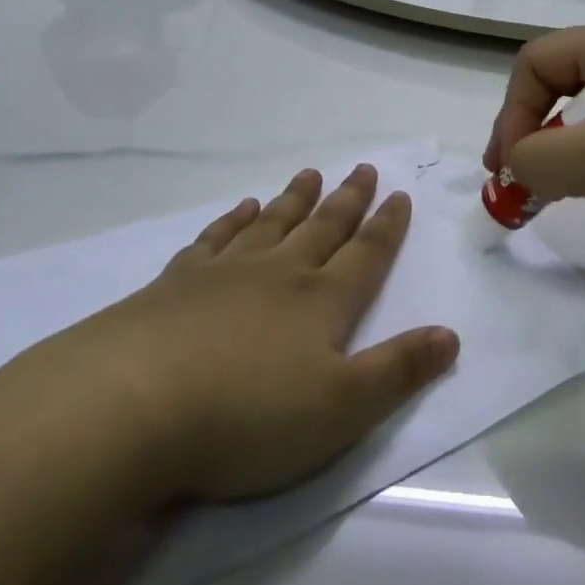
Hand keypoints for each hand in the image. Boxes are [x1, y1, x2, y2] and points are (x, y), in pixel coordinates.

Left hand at [16, 164, 459, 502]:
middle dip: (348, 200)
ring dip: (295, 199)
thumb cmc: (248, 416)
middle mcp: (279, 274)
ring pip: (272, 224)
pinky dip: (232, 220)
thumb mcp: (341, 409)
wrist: (133, 404)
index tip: (399, 194)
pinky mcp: (176, 283)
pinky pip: (215, 239)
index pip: (366, 255)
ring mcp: (225, 272)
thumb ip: (399, 370)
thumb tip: (451, 335)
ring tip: (310, 173)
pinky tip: (240, 208)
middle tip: (363, 168)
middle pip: (322, 228)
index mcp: (321, 302)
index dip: (387, 227)